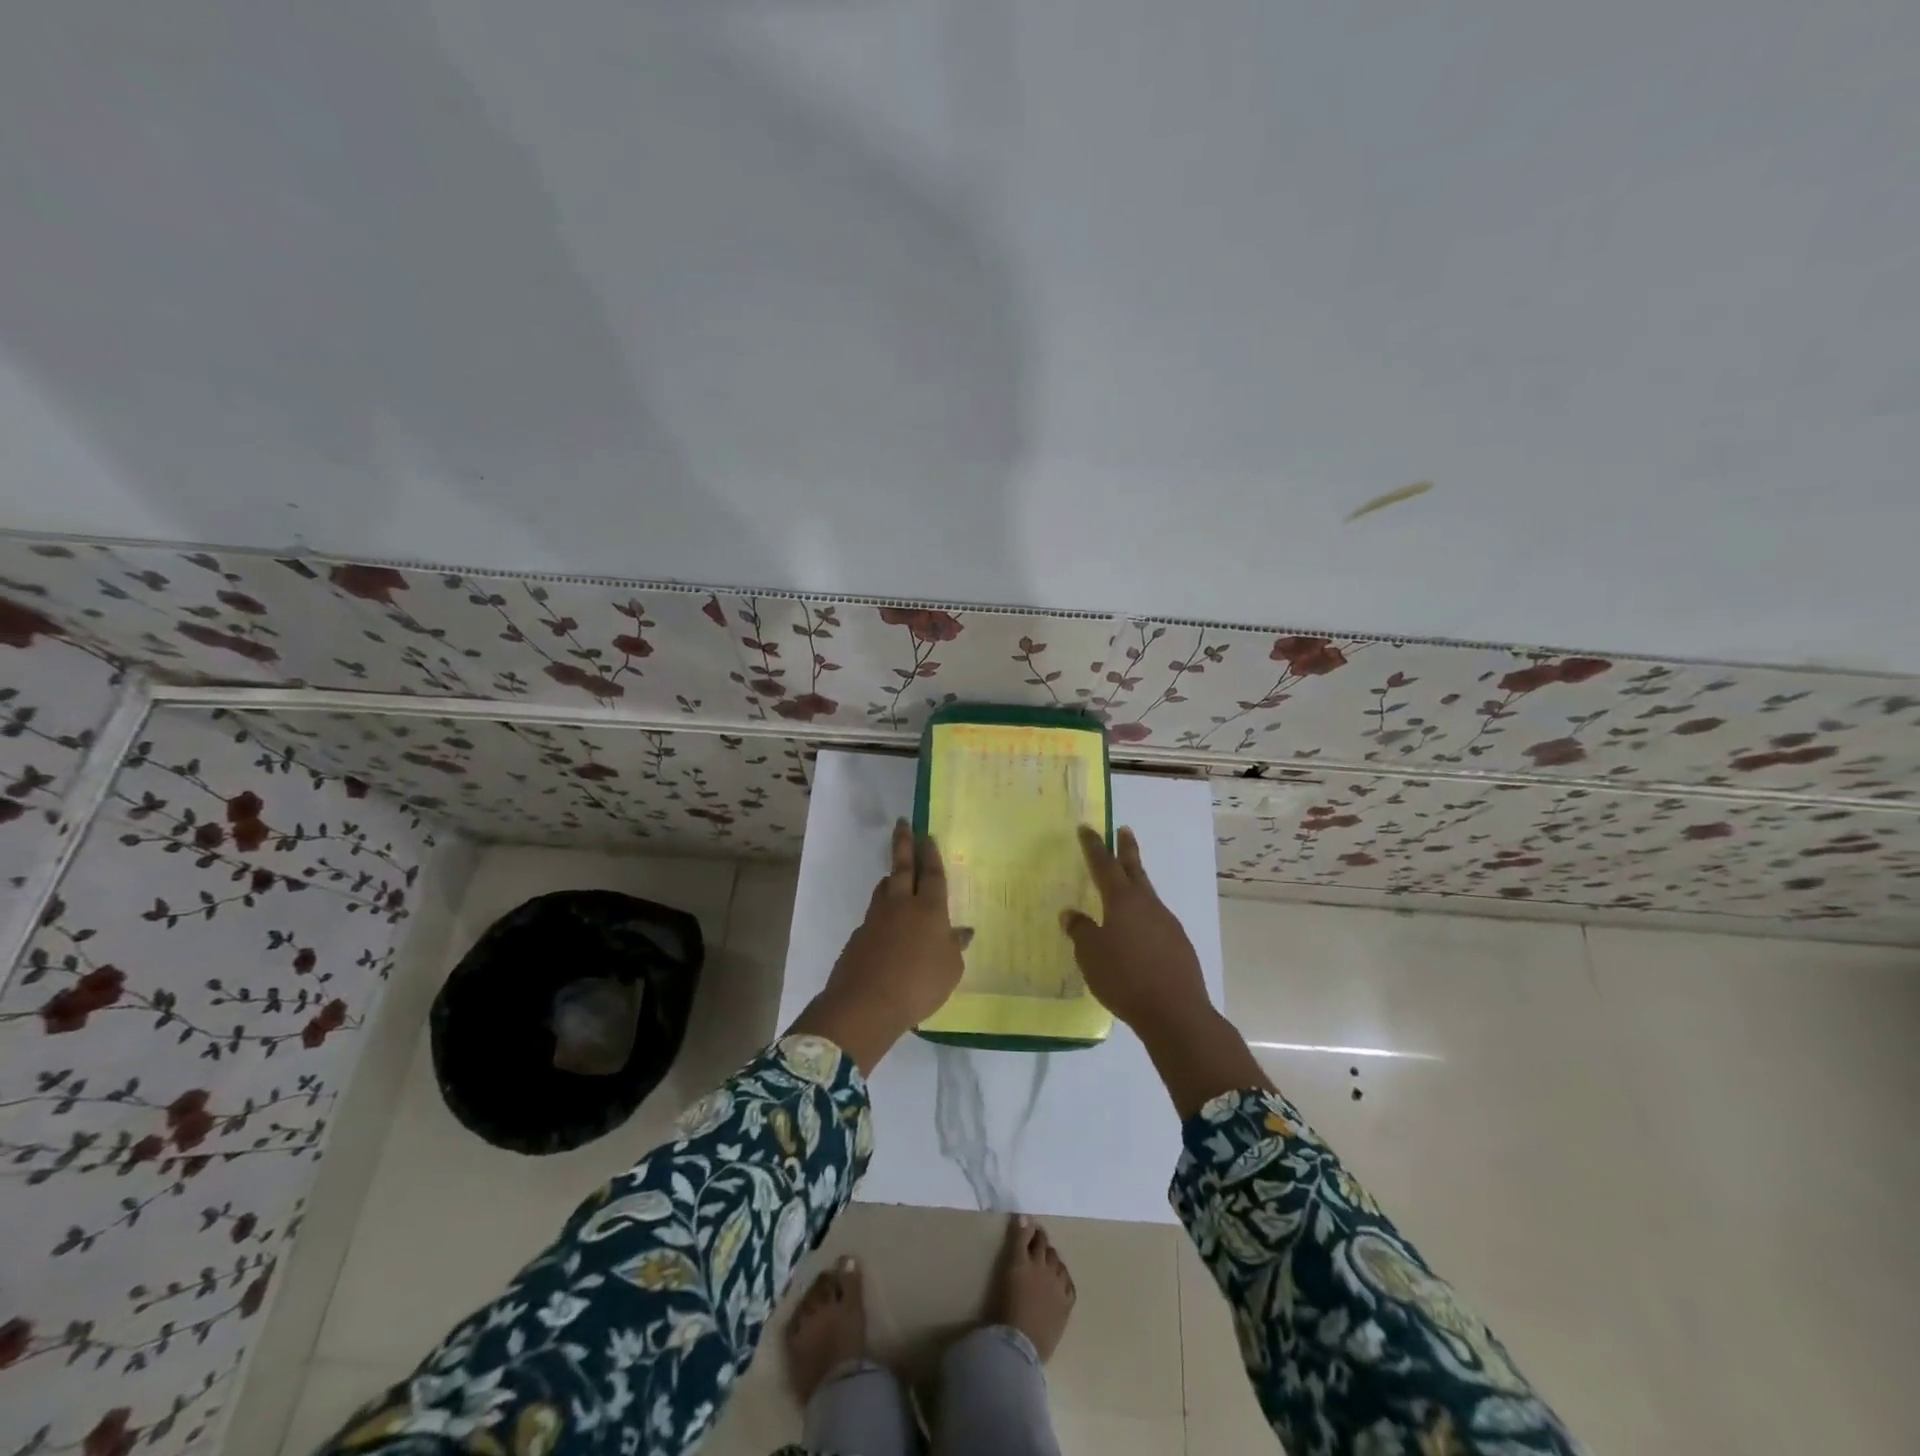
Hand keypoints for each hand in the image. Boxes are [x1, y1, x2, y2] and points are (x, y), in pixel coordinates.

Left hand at [788, 819, 967, 1072]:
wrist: (866, 1003)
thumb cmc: (919, 985)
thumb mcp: (950, 970)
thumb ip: (954, 948)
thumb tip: (962, 932)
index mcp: (930, 909)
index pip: (932, 874)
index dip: (931, 854)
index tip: (927, 835)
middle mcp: (902, 905)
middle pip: (903, 868)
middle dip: (904, 844)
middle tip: (902, 824)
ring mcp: (876, 918)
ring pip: (885, 888)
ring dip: (891, 876)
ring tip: (894, 872)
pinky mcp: (859, 935)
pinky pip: (874, 914)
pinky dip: (882, 911)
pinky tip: (885, 924)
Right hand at [1062, 825, 1268, 1116]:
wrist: (1175, 1012)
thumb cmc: (1125, 979)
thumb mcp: (1091, 955)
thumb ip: (1080, 931)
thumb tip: (1072, 914)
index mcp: (1122, 901)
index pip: (1104, 865)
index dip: (1094, 846)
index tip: (1087, 828)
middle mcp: (1147, 904)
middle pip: (1135, 870)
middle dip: (1126, 849)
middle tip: (1123, 830)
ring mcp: (1167, 923)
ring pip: (1147, 895)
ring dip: (1136, 884)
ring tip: (1125, 886)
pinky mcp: (1179, 944)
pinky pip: (1156, 920)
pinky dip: (1144, 916)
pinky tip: (1138, 931)